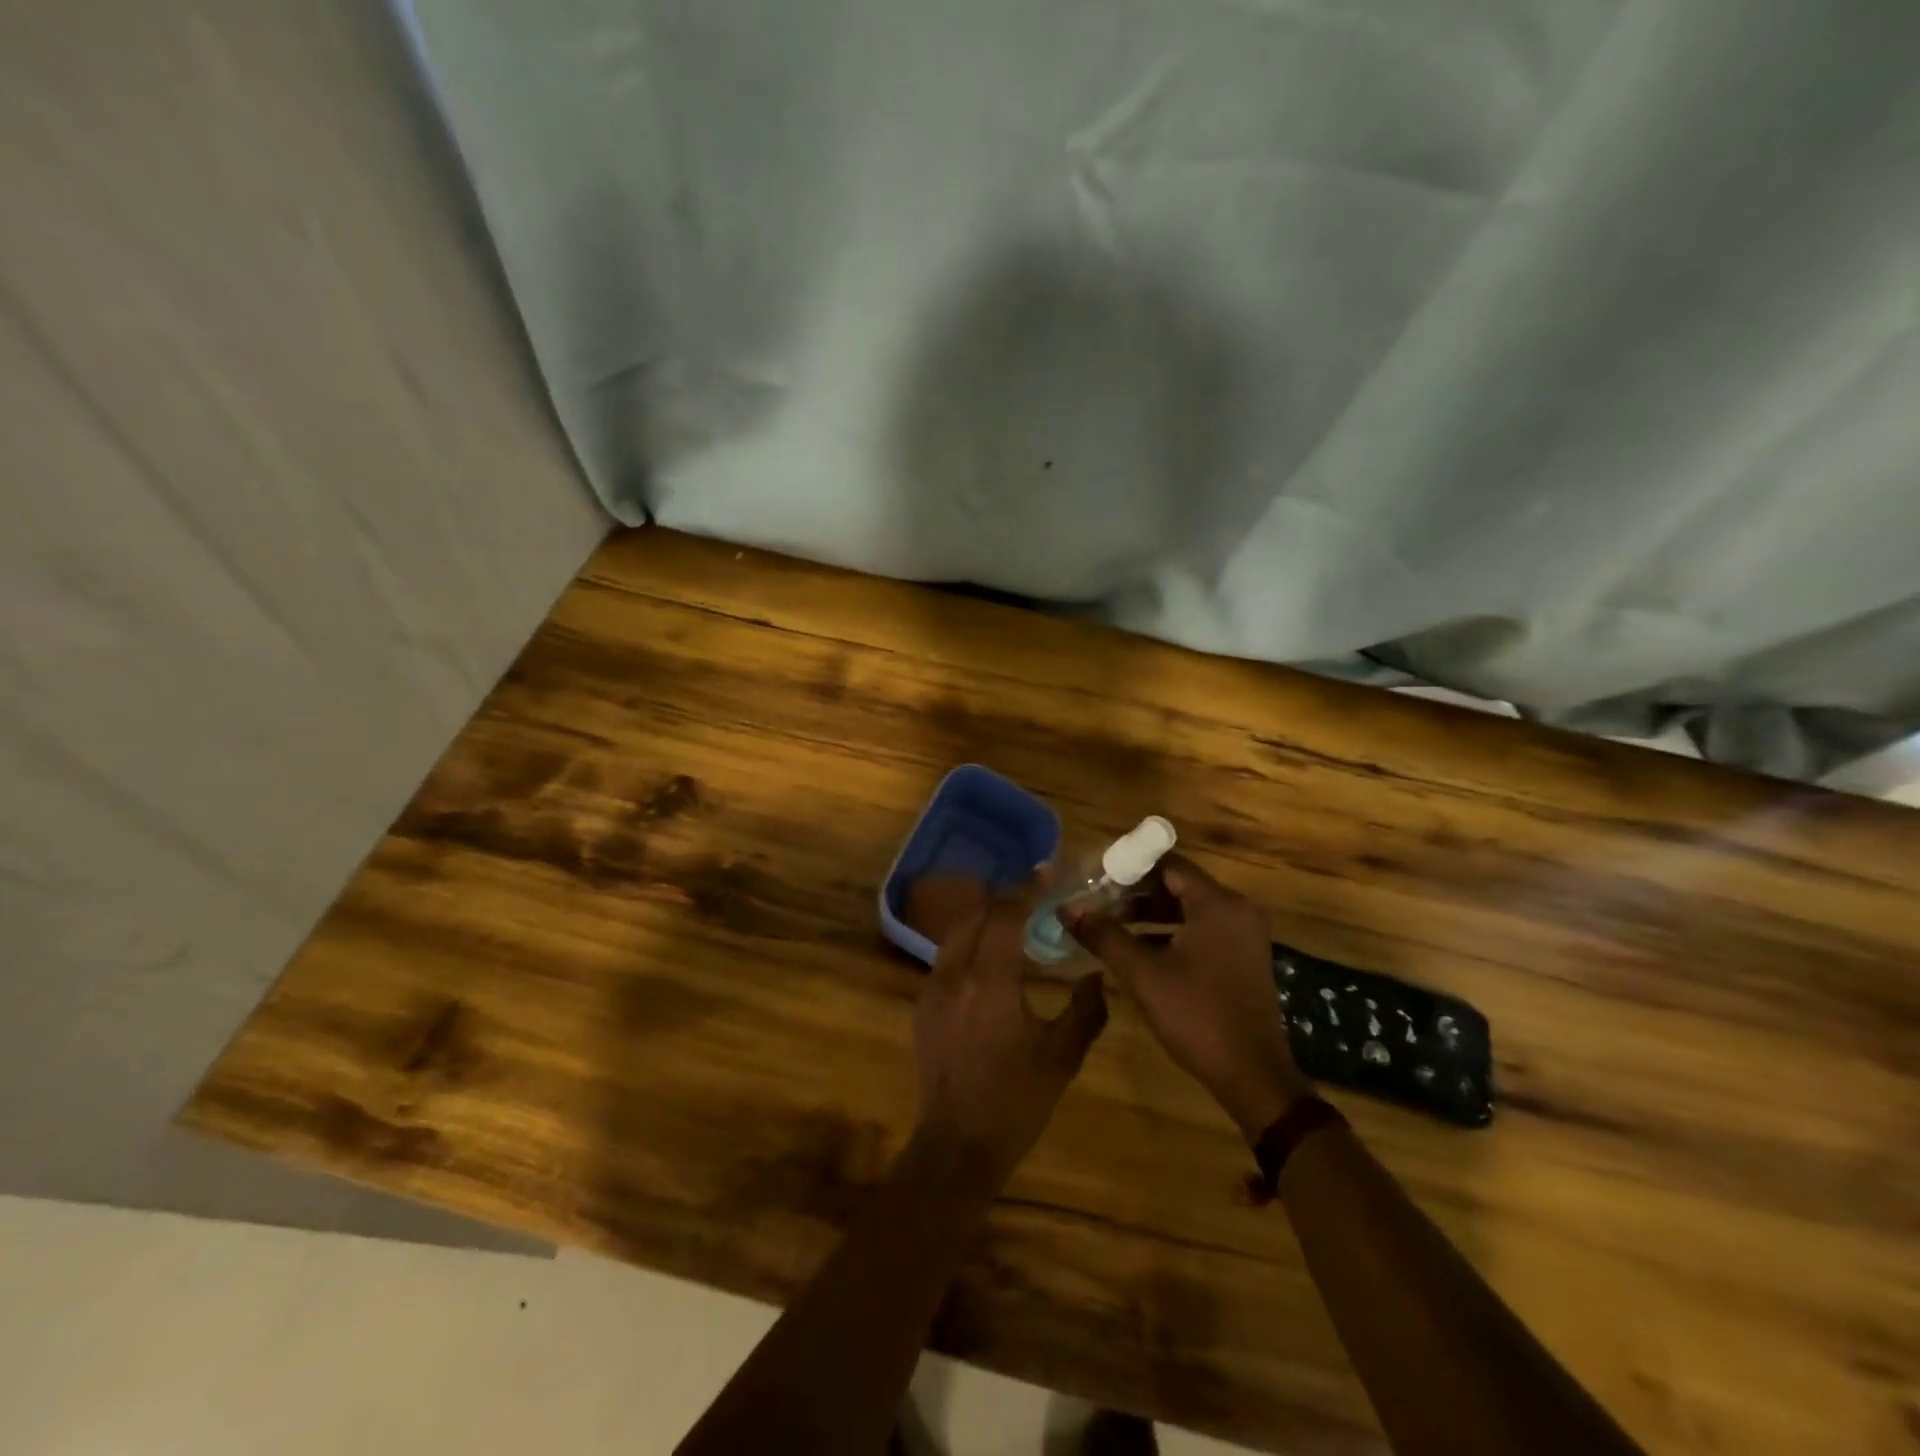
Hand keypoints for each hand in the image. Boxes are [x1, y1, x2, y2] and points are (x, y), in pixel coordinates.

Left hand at [912, 896, 1108, 1186]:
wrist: (957, 1147)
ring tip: (1012, 921)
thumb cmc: (1016, 1102)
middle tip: (1032, 895)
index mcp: (990, 981)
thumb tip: (1097, 975)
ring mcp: (932, 989)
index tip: (1045, 874)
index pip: (1004, 915)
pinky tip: (989, 961)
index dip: (1025, 890)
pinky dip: (969, 944)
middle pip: (974, 914)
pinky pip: (946, 958)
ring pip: (955, 934)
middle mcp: (954, 974)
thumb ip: (1086, 1010)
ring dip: (982, 919)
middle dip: (1002, 898)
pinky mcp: (923, 1006)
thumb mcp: (1062, 1057)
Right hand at [1064, 853, 1307, 1142]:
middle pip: (1179, 884)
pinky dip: (1171, 933)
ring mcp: (1244, 936)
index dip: (1130, 867)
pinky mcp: (1243, 958)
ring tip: (1111, 926)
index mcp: (1218, 904)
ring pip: (1189, 909)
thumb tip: (1067, 909)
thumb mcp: (1143, 974)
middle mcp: (1236, 911)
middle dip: (1136, 893)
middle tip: (1099, 903)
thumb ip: (1104, 936)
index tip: (1096, 879)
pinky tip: (1139, 951)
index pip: (1168, 864)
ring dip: (1150, 914)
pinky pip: (1202, 930)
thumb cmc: (1197, 1016)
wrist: (1253, 1076)